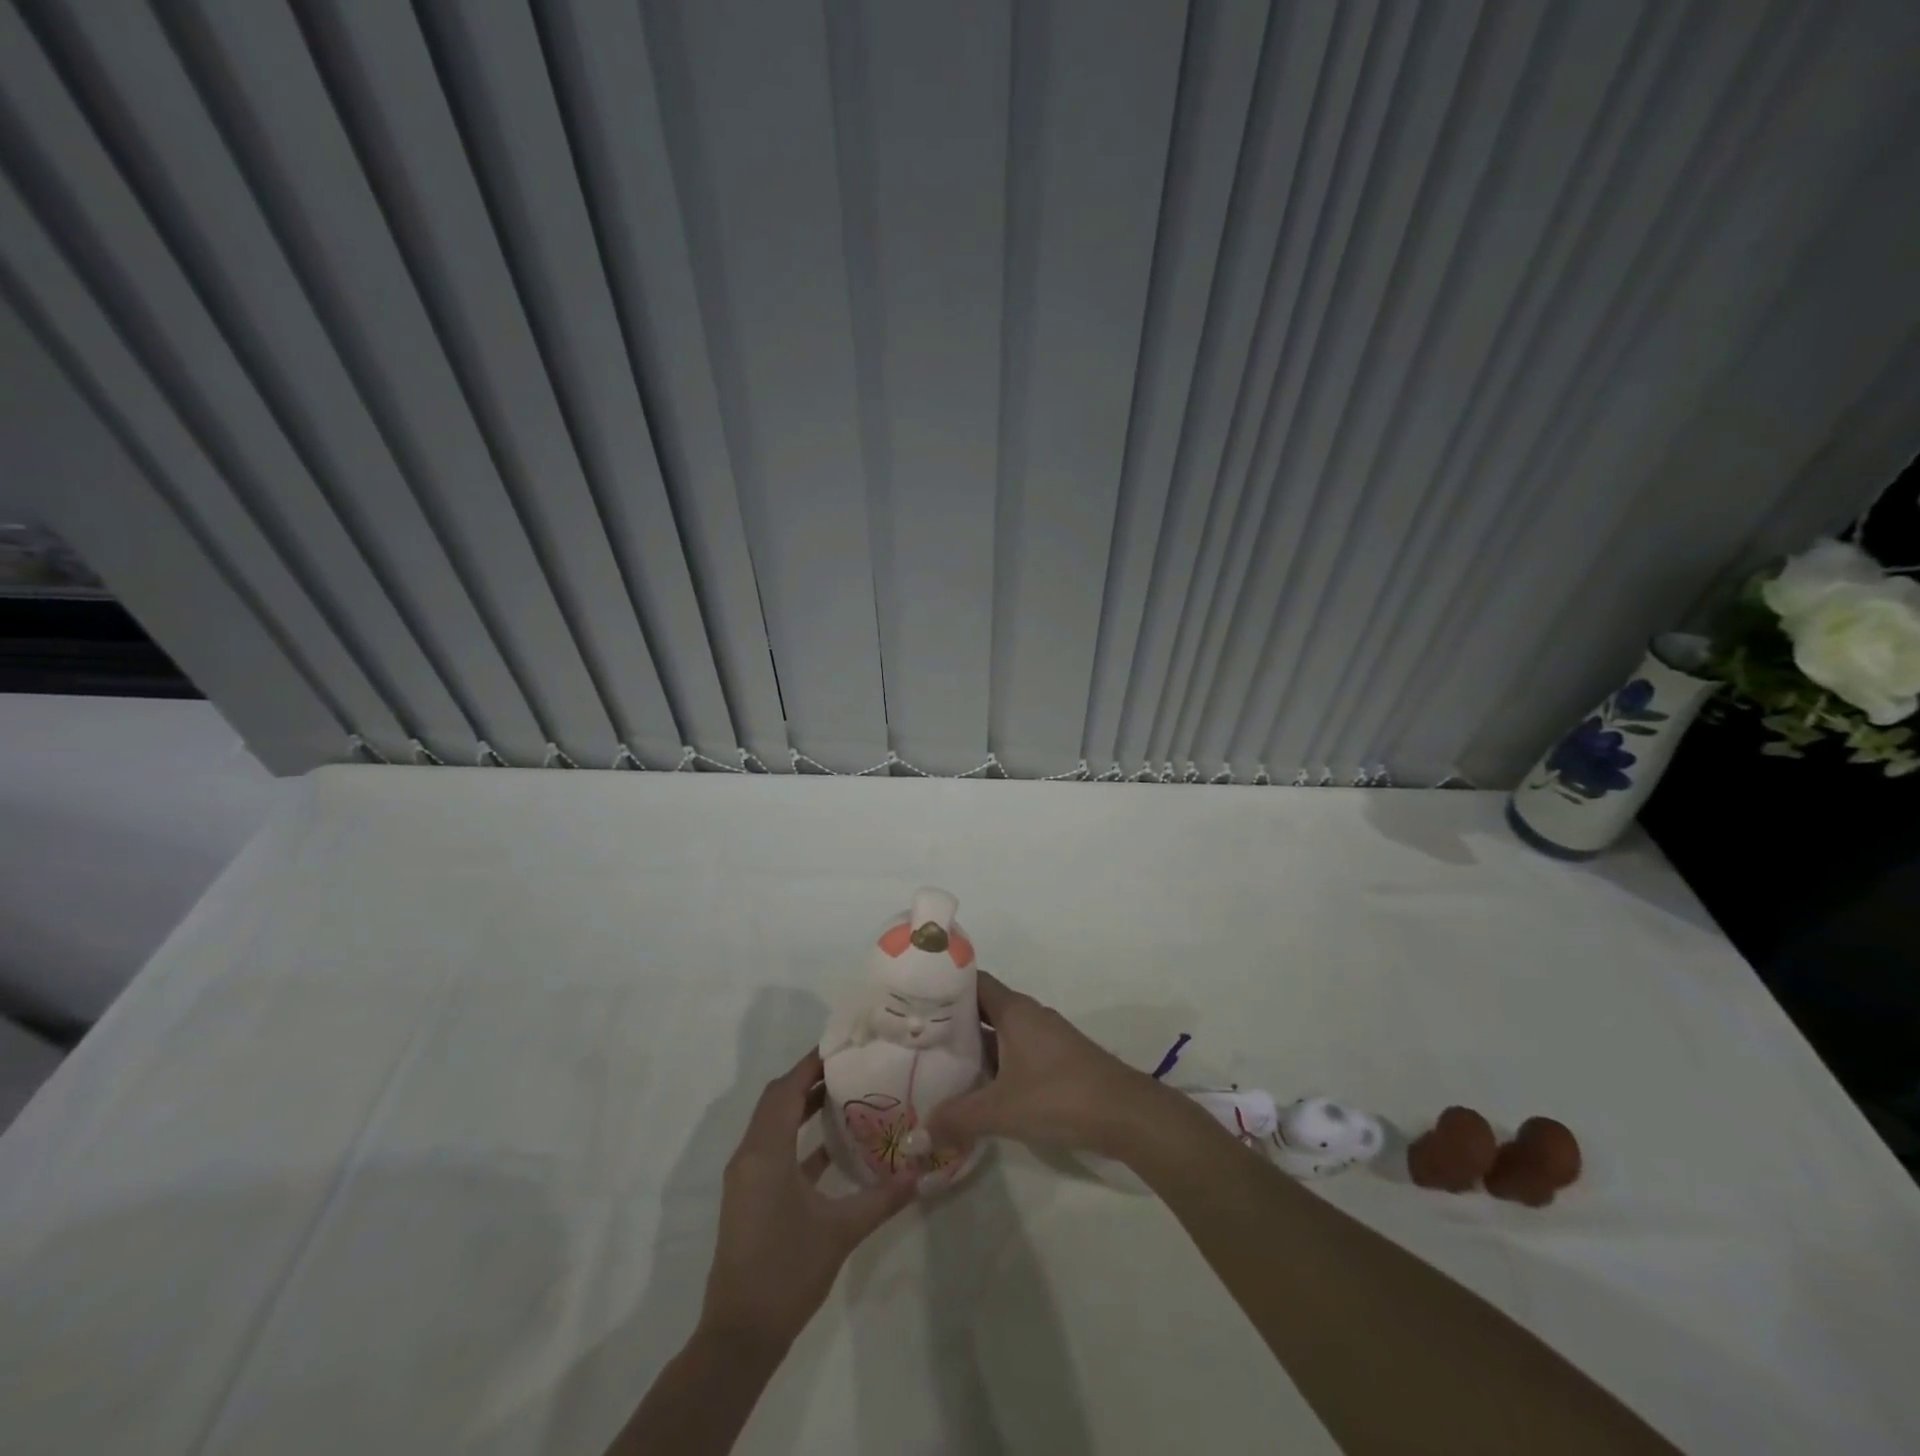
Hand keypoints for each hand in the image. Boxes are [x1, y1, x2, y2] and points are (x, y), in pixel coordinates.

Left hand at [699, 1050, 916, 1351]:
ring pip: (773, 1123)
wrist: (739, 1335)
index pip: (787, 1090)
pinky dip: (798, 1137)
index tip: (844, 1046)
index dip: (812, 1064)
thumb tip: (921, 1171)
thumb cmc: (787, 1272)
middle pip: (777, 1100)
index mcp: (765, 1153)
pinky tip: (832, 1145)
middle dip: (809, 1079)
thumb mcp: (841, 1231)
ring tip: (845, 1093)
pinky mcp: (750, 1196)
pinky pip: (773, 1148)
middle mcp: (750, 1155)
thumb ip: (882, 1198)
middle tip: (850, 1065)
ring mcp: (746, 1177)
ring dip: (803, 1106)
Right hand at [927, 970, 1171, 1158]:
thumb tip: (915, 1135)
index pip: (971, 982)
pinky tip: (976, 1087)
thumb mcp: (1001, 1110)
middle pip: (982, 1007)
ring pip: (999, 1032)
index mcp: (1014, 1010)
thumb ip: (956, 1119)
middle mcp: (1028, 1014)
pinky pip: (1014, 1050)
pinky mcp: (1055, 1059)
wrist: (1126, 1114)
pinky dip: (993, 1062)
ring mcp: (1044, 1036)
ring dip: (973, 1045)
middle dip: (951, 1021)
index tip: (912, 999)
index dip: (943, 986)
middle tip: (915, 1037)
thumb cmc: (1060, 1096)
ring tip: (936, 1062)